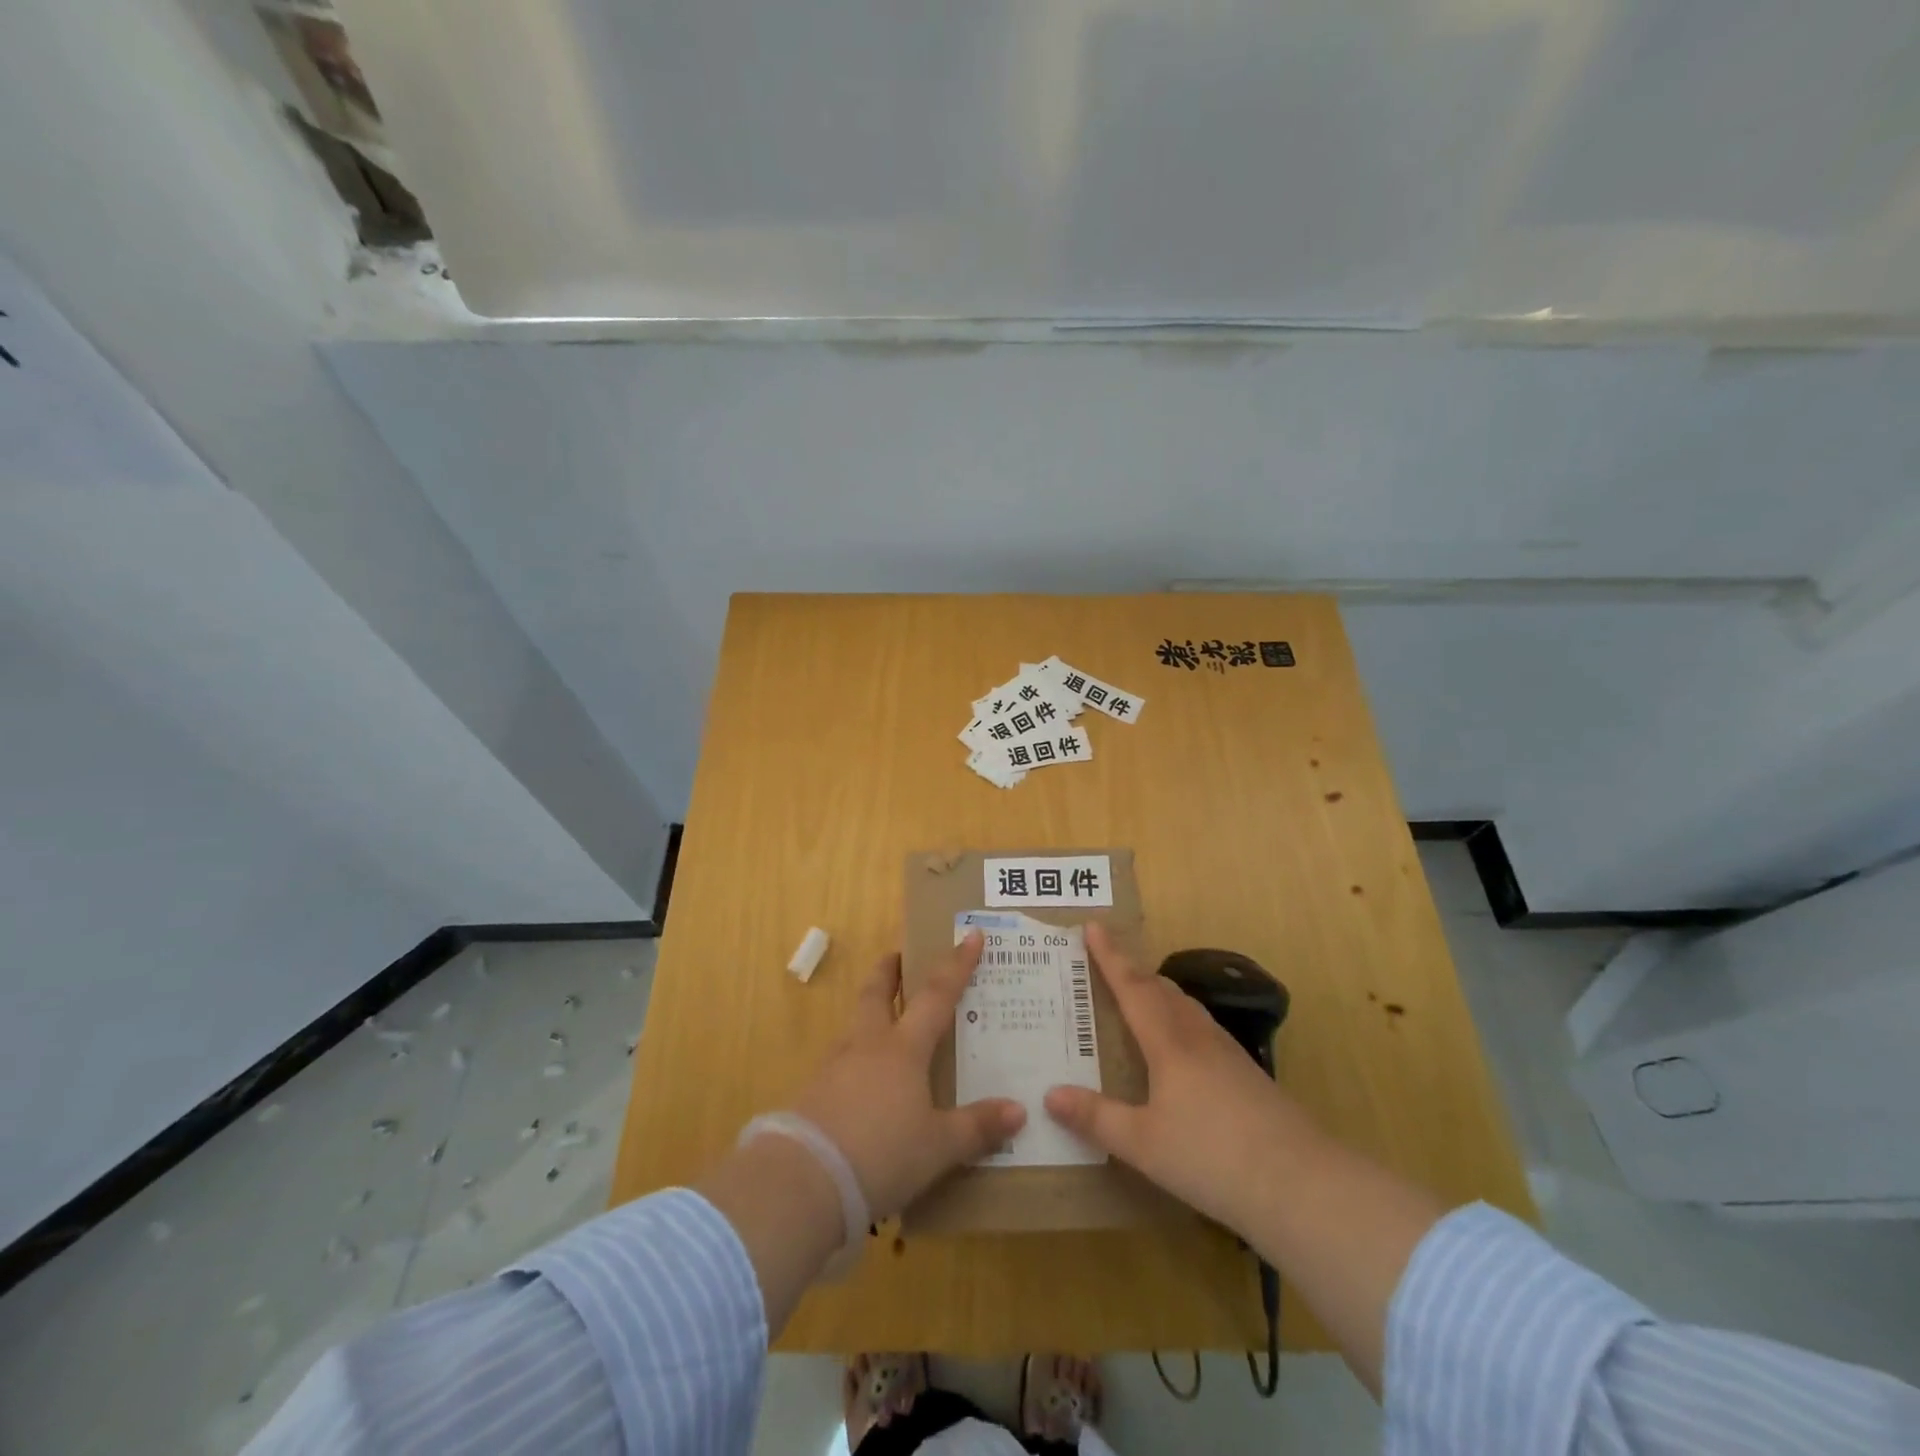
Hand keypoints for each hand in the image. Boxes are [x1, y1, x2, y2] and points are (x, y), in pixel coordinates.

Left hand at [794, 931, 1025, 1219]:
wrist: (805, 1180)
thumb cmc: (882, 1153)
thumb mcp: (938, 1147)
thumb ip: (977, 1127)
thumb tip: (1019, 1111)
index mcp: (904, 1048)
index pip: (937, 994)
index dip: (956, 964)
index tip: (970, 935)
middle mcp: (868, 1044)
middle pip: (877, 991)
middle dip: (889, 970)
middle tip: (900, 955)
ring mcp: (836, 1065)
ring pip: (856, 1022)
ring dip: (871, 1010)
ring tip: (886, 1020)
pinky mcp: (814, 1092)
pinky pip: (841, 1058)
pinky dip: (856, 1054)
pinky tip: (864, 1078)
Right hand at [1043, 923, 1318, 1235]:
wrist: (1302, 1185)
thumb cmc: (1212, 1158)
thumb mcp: (1143, 1144)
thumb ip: (1096, 1119)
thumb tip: (1050, 1094)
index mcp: (1169, 1043)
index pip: (1132, 987)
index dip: (1110, 957)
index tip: (1093, 926)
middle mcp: (1198, 1037)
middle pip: (1162, 990)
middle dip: (1133, 971)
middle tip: (1108, 962)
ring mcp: (1228, 1054)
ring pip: (1186, 1007)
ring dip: (1159, 993)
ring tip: (1141, 996)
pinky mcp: (1248, 1076)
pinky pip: (1203, 1030)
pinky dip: (1180, 1020)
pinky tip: (1183, 1048)